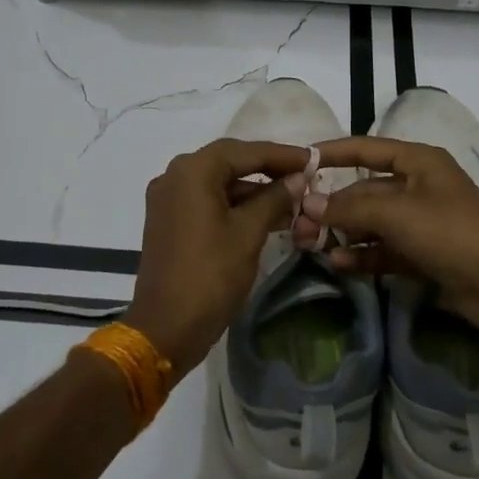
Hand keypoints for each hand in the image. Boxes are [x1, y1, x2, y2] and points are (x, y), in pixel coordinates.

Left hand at [125, 138, 311, 370]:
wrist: (166, 328)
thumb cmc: (211, 275)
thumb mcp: (249, 232)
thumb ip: (275, 198)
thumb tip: (298, 178)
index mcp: (192, 171)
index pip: (245, 151)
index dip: (282, 155)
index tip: (313, 159)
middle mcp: (175, 176)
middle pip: (229, 162)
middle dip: (268, 169)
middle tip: (304, 176)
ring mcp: (168, 199)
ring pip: (218, 182)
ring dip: (253, 189)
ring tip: (292, 199)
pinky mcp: (168, 221)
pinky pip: (206, 201)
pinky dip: (234, 205)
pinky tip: (266, 216)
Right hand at [303, 136, 478, 344]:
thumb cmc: (450, 232)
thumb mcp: (396, 213)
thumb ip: (349, 207)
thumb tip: (308, 204)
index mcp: (418, 162)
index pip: (366, 149)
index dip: (332, 153)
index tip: (299, 162)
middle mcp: (418, 187)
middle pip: (365, 190)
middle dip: (333, 206)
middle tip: (297, 223)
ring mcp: (421, 223)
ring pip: (372, 223)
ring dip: (344, 233)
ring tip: (310, 246)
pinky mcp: (423, 254)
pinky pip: (384, 250)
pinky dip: (362, 255)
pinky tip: (338, 265)